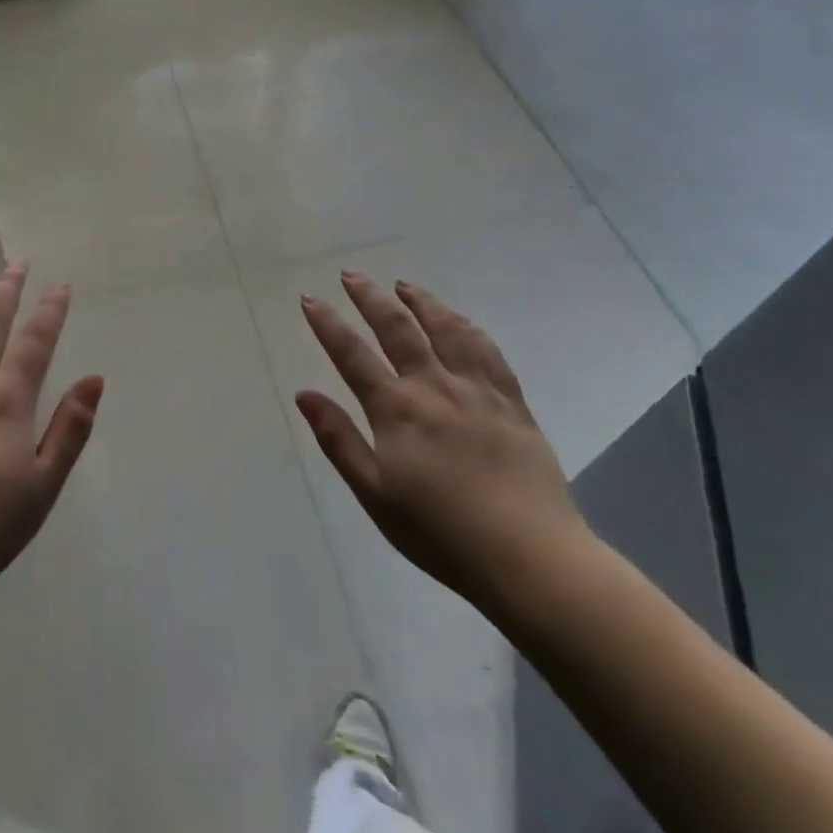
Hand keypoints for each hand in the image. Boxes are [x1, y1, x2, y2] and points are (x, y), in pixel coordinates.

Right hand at [296, 273, 589, 616]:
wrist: (529, 557)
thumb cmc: (440, 533)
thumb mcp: (374, 494)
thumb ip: (338, 439)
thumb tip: (304, 394)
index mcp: (397, 410)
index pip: (352, 355)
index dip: (328, 324)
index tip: (310, 298)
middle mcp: (434, 387)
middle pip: (398, 329)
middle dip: (370, 298)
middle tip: (351, 275)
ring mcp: (477, 391)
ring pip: (446, 330)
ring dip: (421, 302)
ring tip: (404, 285)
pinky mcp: (512, 403)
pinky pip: (488, 351)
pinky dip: (467, 327)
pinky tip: (459, 320)